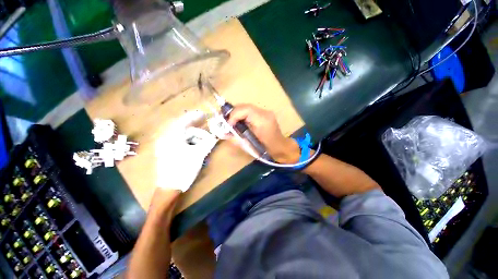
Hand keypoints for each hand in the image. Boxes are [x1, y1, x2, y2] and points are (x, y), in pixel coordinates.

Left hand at [156, 111, 217, 191]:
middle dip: (198, 132)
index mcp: (172, 137)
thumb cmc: (184, 169)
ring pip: (183, 137)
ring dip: (195, 139)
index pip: (184, 121)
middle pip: (185, 129)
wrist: (170, 187)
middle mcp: (167, 138)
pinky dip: (190, 143)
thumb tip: (216, 136)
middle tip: (208, 134)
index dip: (195, 116)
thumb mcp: (199, 154)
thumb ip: (208, 142)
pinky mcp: (167, 151)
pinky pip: (180, 142)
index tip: (204, 114)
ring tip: (204, 146)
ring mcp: (166, 145)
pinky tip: (196, 148)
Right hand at [227, 104, 299, 162]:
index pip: (245, 110)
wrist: (280, 147)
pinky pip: (250, 111)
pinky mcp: (265, 113)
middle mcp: (265, 113)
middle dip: (233, 113)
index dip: (233, 115)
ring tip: (231, 122)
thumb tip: (222, 133)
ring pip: (247, 107)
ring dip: (237, 113)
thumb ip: (235, 138)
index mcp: (262, 120)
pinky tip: (239, 121)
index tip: (227, 124)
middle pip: (245, 106)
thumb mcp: (249, 145)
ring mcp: (266, 112)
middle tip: (226, 122)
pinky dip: (242, 115)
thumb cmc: (266, 149)